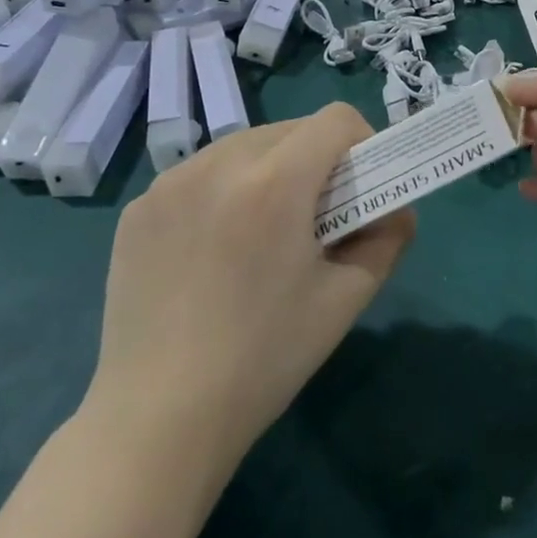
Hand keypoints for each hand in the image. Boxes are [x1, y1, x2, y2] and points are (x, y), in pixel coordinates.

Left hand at [83, 104, 414, 463]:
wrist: (158, 418)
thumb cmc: (265, 359)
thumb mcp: (346, 299)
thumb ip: (387, 240)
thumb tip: (398, 210)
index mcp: (275, 184)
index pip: (335, 120)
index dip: (362, 143)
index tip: (361, 186)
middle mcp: (218, 166)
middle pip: (289, 129)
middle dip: (317, 158)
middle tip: (317, 216)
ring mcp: (169, 184)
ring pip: (242, 146)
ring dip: (269, 170)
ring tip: (264, 232)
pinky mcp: (138, 209)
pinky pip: (198, 175)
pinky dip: (223, 191)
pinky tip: (215, 250)